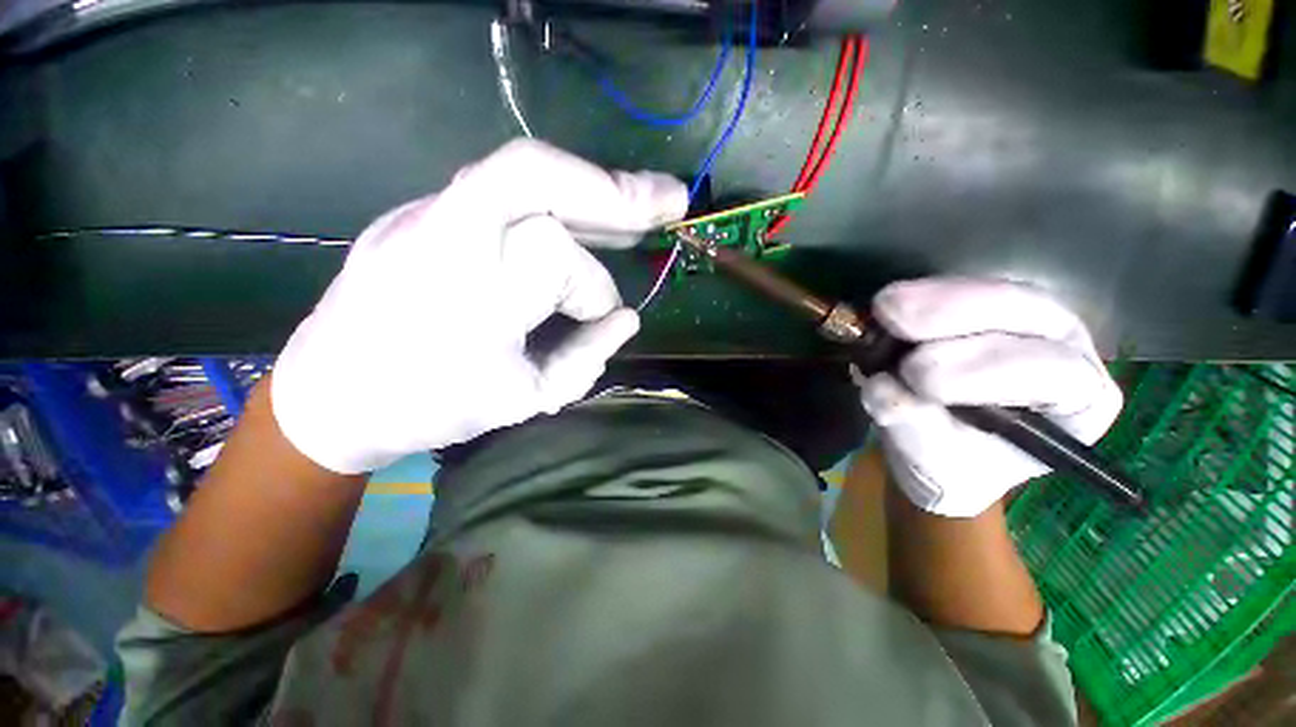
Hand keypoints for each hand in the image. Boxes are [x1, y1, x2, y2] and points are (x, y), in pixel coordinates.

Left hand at [272, 139, 688, 473]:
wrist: (330, 395)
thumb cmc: (429, 406)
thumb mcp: (521, 400)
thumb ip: (585, 358)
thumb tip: (628, 318)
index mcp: (462, 292)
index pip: (553, 256)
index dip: (591, 288)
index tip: (603, 319)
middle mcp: (437, 233)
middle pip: (533, 175)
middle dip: (613, 190)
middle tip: (671, 198)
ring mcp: (424, 212)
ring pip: (521, 173)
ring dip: (590, 189)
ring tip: (641, 205)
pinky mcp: (425, 213)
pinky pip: (504, 192)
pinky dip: (558, 200)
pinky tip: (589, 217)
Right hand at [854, 278, 1122, 516]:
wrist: (939, 447)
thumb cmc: (954, 466)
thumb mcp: (936, 464)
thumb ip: (915, 429)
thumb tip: (881, 389)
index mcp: (1077, 406)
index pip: (1052, 374)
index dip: (984, 369)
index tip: (915, 374)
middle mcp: (1065, 351)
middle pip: (1028, 314)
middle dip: (957, 313)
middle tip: (891, 318)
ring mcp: (1027, 322)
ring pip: (995, 293)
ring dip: (935, 298)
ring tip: (883, 307)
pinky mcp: (984, 308)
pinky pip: (961, 289)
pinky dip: (921, 295)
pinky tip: (889, 305)